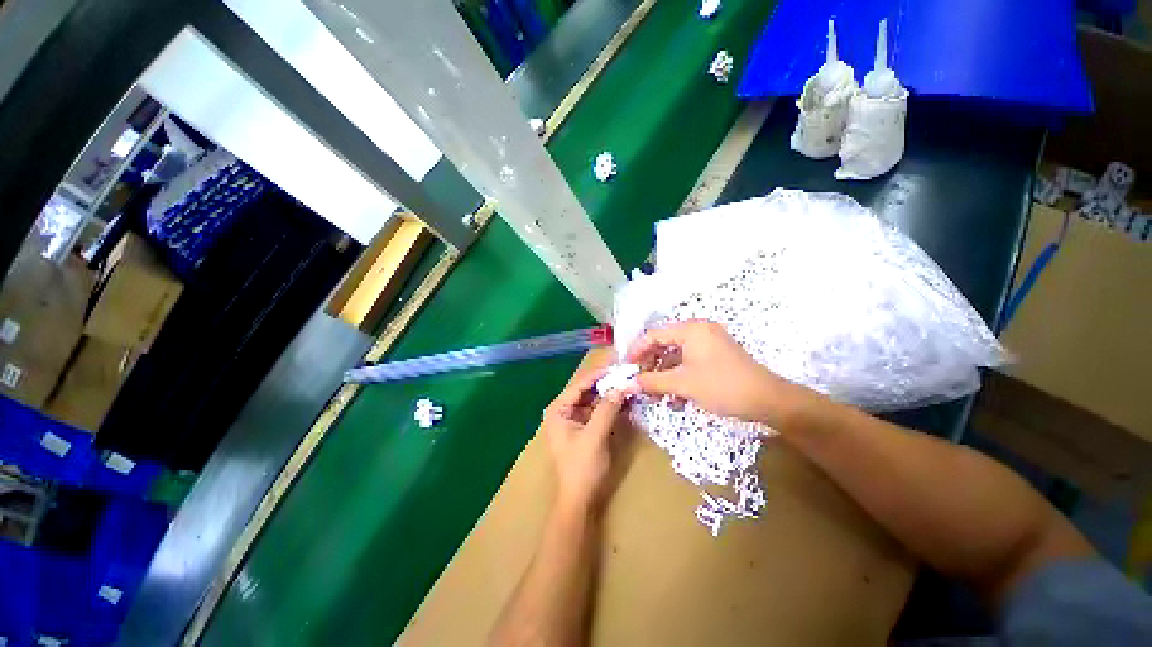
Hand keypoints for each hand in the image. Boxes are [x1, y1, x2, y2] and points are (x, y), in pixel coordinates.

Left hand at [541, 368, 628, 514]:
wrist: (579, 500)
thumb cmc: (582, 467)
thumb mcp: (595, 435)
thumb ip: (607, 409)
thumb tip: (622, 386)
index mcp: (558, 409)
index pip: (579, 384)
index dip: (599, 374)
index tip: (618, 365)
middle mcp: (563, 410)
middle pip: (586, 390)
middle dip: (605, 382)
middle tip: (625, 372)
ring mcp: (572, 419)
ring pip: (592, 399)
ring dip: (608, 392)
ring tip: (626, 382)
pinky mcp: (582, 428)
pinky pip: (596, 410)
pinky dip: (608, 405)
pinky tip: (622, 399)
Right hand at [625, 321, 789, 422]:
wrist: (769, 401)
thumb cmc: (722, 386)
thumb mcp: (682, 384)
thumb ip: (651, 382)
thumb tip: (625, 384)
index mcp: (690, 329)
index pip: (653, 335)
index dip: (636, 351)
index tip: (625, 368)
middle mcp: (698, 331)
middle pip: (663, 345)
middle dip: (650, 366)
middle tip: (638, 383)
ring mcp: (708, 344)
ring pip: (675, 357)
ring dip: (663, 376)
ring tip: (654, 396)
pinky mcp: (715, 357)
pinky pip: (688, 363)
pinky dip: (678, 378)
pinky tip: (673, 399)